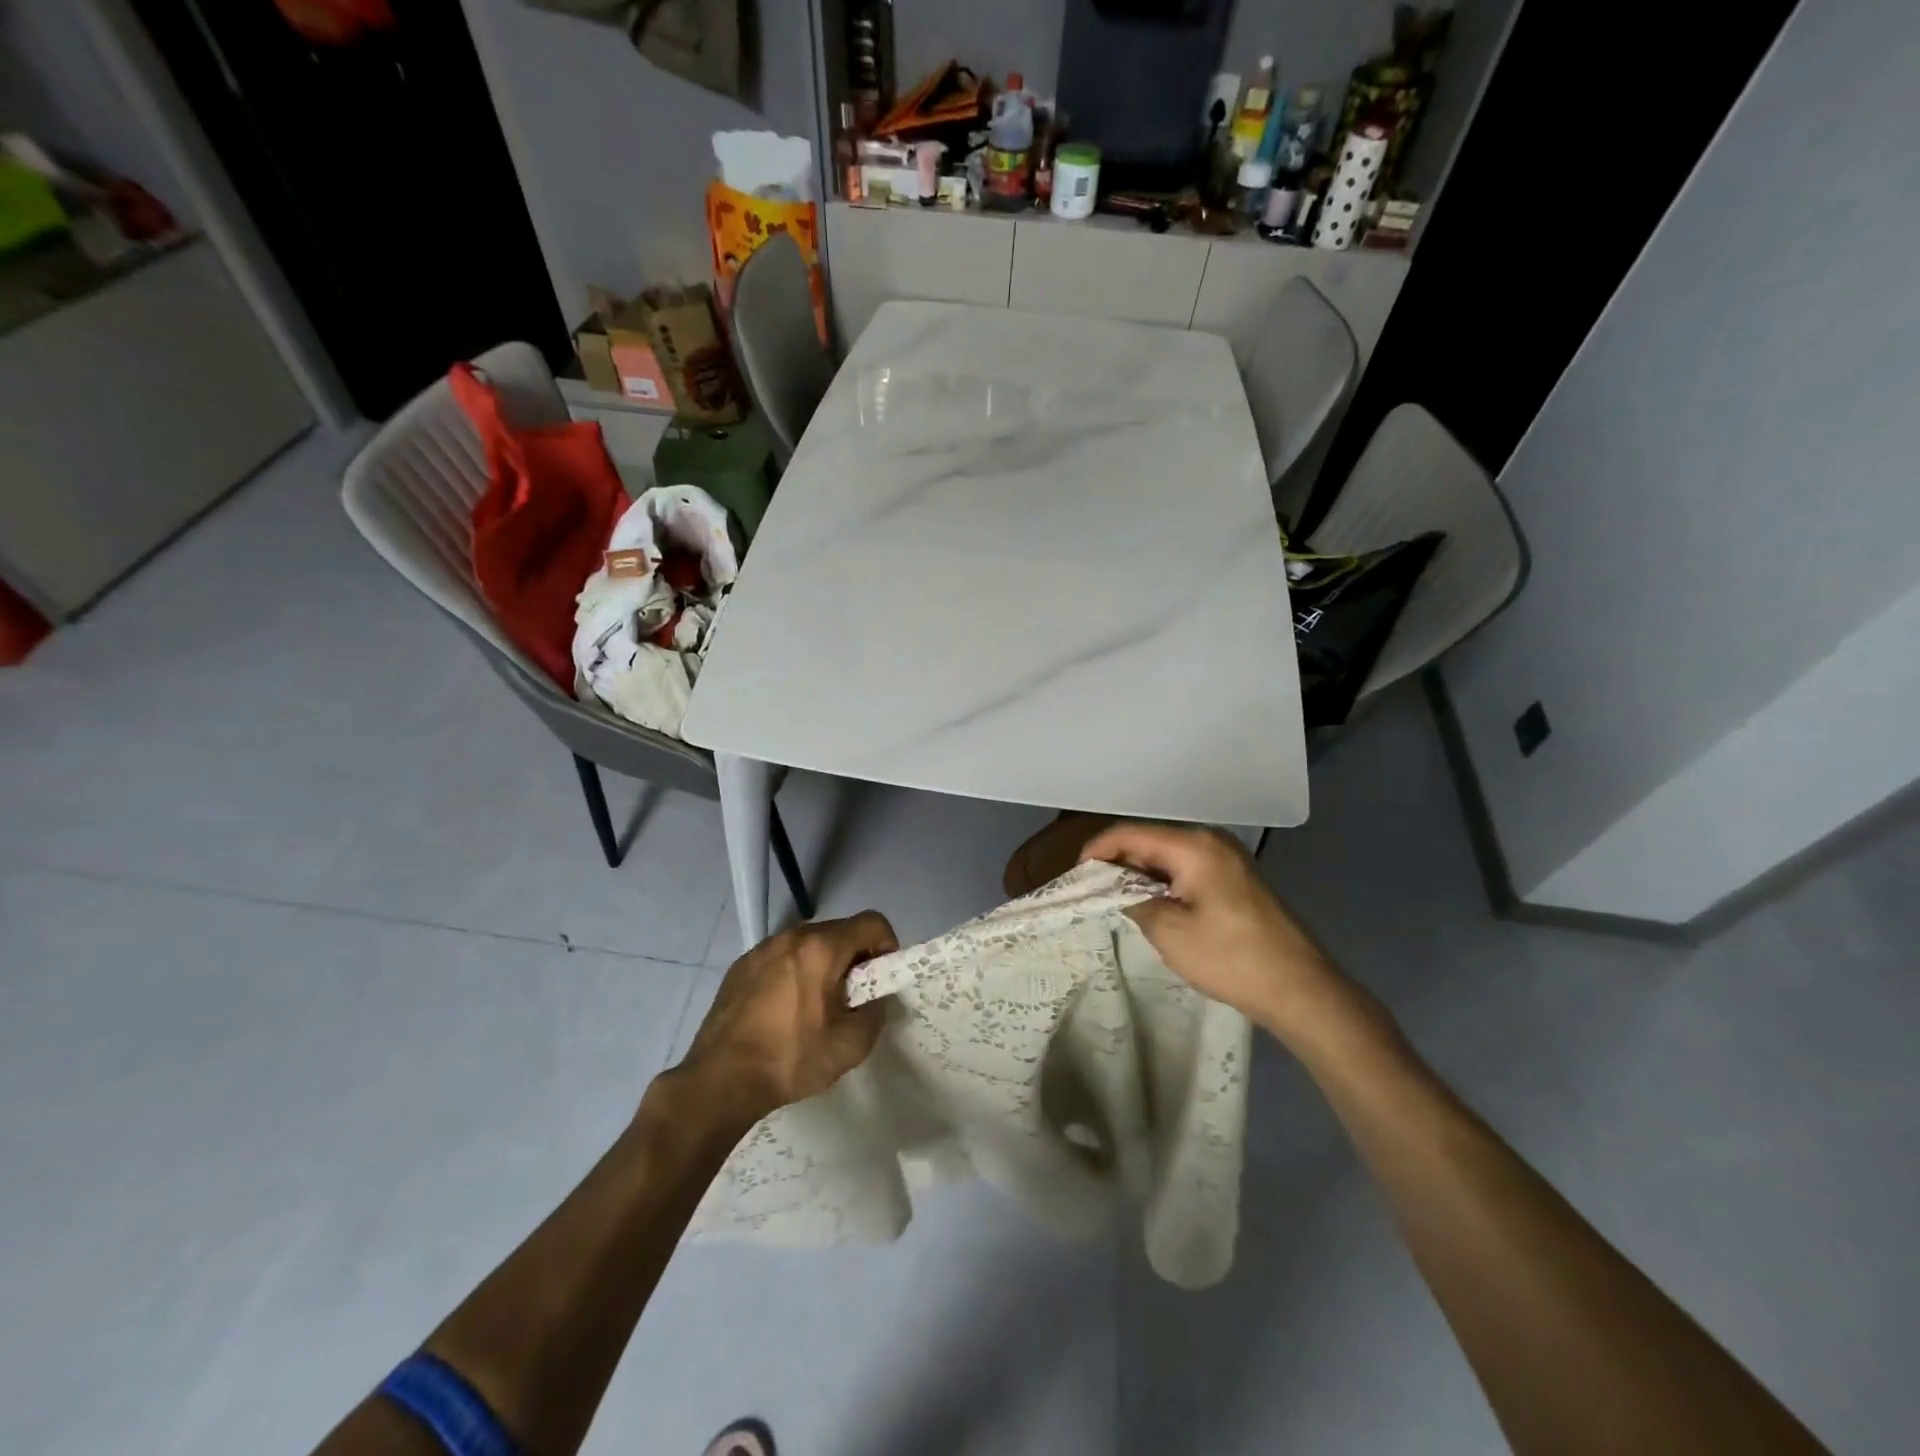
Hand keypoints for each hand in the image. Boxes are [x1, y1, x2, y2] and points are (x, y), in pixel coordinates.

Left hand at [670, 912, 898, 1128]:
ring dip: (823, 964)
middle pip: (840, 931)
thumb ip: (876, 1012)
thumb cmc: (790, 1059)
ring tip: (816, 1005)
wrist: (720, 1081)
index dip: (887, 946)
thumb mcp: (851, 1045)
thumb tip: (875, 999)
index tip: (880, 978)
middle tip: (851, 997)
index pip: (872, 922)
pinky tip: (784, 1010)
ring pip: (808, 943)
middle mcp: (792, 936)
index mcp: (821, 948)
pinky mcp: (740, 965)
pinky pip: (781, 957)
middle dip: (854, 957)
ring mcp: (762, 948)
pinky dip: (793, 972)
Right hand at [1080, 823, 1356, 1044]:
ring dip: (1140, 872)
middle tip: (1093, 891)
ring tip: (1117, 900)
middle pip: (1149, 838)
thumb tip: (1115, 887)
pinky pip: (1187, 866)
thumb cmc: (1229, 957)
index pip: (1130, 833)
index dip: (1097, 850)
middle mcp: (1210, 840)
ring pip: (1167, 853)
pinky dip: (1163, 880)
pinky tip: (1153, 903)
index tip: (1076, 876)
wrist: (1300, 988)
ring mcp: (1227, 856)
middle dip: (1117, 861)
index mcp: (1193, 845)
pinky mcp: (1235, 876)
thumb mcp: (1168, 931)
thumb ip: (1131, 899)